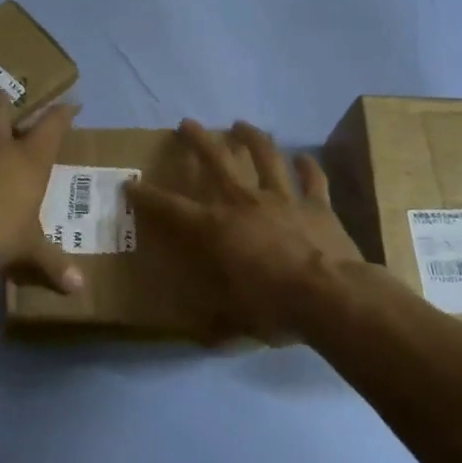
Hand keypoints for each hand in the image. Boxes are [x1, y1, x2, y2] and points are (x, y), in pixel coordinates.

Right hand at [128, 120, 363, 340]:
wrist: (330, 295)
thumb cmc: (274, 307)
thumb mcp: (238, 322)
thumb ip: (220, 325)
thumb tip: (205, 339)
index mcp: (216, 229)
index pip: (172, 209)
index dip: (148, 197)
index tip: (130, 184)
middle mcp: (244, 203)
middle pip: (217, 161)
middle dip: (198, 140)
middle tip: (187, 123)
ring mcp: (283, 198)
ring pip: (265, 156)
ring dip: (251, 137)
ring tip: (241, 124)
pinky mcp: (317, 204)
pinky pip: (312, 178)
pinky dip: (307, 166)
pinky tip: (303, 156)